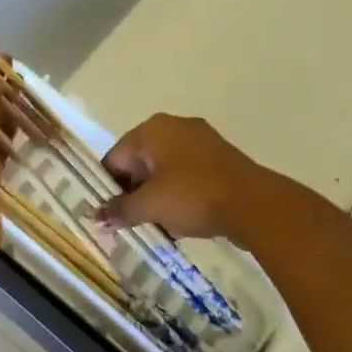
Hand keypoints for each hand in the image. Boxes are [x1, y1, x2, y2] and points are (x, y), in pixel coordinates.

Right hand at [96, 114, 268, 241]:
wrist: (255, 204)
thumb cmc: (193, 196)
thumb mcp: (150, 206)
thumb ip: (120, 210)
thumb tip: (96, 217)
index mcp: (152, 129)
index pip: (115, 158)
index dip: (108, 188)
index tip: (109, 215)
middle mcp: (174, 126)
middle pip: (140, 162)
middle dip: (134, 193)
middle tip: (131, 223)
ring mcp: (201, 140)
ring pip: (165, 170)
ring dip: (157, 196)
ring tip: (156, 225)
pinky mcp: (220, 158)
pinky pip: (188, 175)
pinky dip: (180, 194)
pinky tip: (181, 221)